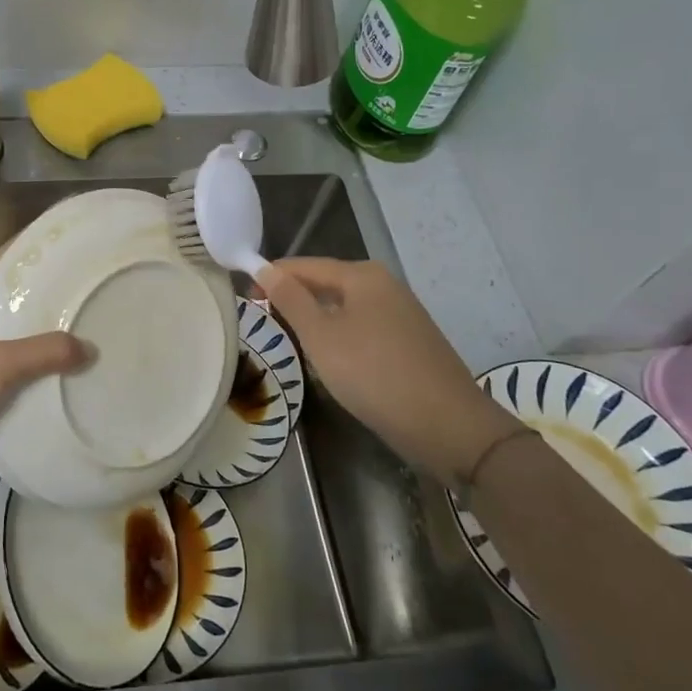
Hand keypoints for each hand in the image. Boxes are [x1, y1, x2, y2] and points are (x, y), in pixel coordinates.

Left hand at [0, 249, 87, 490]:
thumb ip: (43, 353)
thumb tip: (90, 348)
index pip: (7, 260)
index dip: (40, 248)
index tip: (79, 245)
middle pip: (16, 298)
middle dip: (52, 294)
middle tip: (95, 289)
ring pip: (17, 336)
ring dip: (47, 336)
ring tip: (91, 328)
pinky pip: (13, 370)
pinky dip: (37, 370)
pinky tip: (68, 372)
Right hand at [254, 258, 517, 484]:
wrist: (447, 425)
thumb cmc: (373, 373)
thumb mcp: (321, 337)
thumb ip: (291, 300)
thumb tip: (265, 269)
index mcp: (362, 275)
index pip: (304, 265)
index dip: (272, 277)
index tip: (244, 296)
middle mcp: (384, 285)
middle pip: (326, 284)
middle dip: (293, 298)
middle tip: (262, 321)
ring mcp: (402, 314)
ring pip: (344, 308)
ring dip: (315, 320)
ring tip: (287, 339)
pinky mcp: (410, 341)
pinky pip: (362, 328)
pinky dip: (339, 336)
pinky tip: (329, 358)